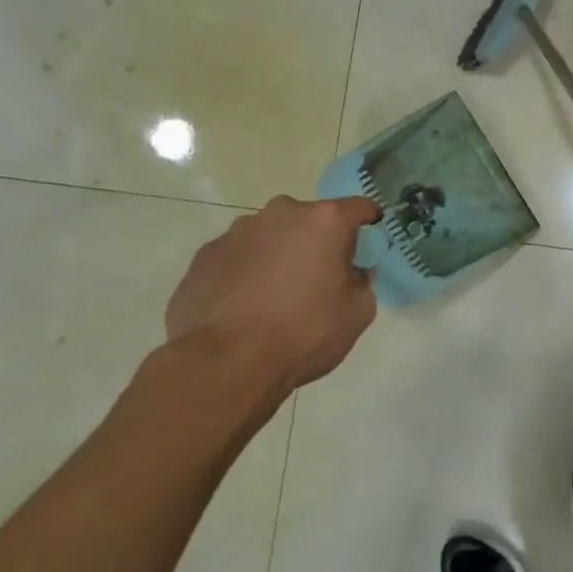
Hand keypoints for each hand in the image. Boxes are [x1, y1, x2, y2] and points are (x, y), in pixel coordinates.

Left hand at [166, 196, 379, 394]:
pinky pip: (237, 258)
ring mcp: (235, 233)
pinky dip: (246, 274)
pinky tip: (244, 309)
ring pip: (270, 237)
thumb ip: (363, 281)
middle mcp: (279, 214)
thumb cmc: (304, 333)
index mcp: (323, 221)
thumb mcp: (358, 312)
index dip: (368, 225)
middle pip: (310, 220)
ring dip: (279, 256)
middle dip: (318, 242)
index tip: (367, 248)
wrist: (225, 363)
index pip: (359, 208)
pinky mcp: (204, 257)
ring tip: (275, 299)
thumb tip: (350, 272)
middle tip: (319, 280)